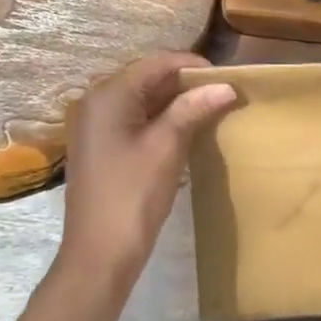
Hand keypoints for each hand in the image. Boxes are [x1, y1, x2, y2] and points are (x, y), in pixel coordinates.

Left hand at [59, 53, 237, 282]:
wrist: (98, 257)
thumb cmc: (132, 195)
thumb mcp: (167, 146)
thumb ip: (193, 108)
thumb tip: (226, 86)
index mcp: (108, 95)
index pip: (156, 63)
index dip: (192, 66)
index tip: (225, 78)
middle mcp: (96, 101)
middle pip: (147, 77)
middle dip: (184, 83)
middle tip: (220, 93)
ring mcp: (95, 124)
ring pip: (142, 98)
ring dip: (174, 101)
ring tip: (209, 108)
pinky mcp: (99, 145)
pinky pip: (133, 117)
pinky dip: (159, 118)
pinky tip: (186, 128)